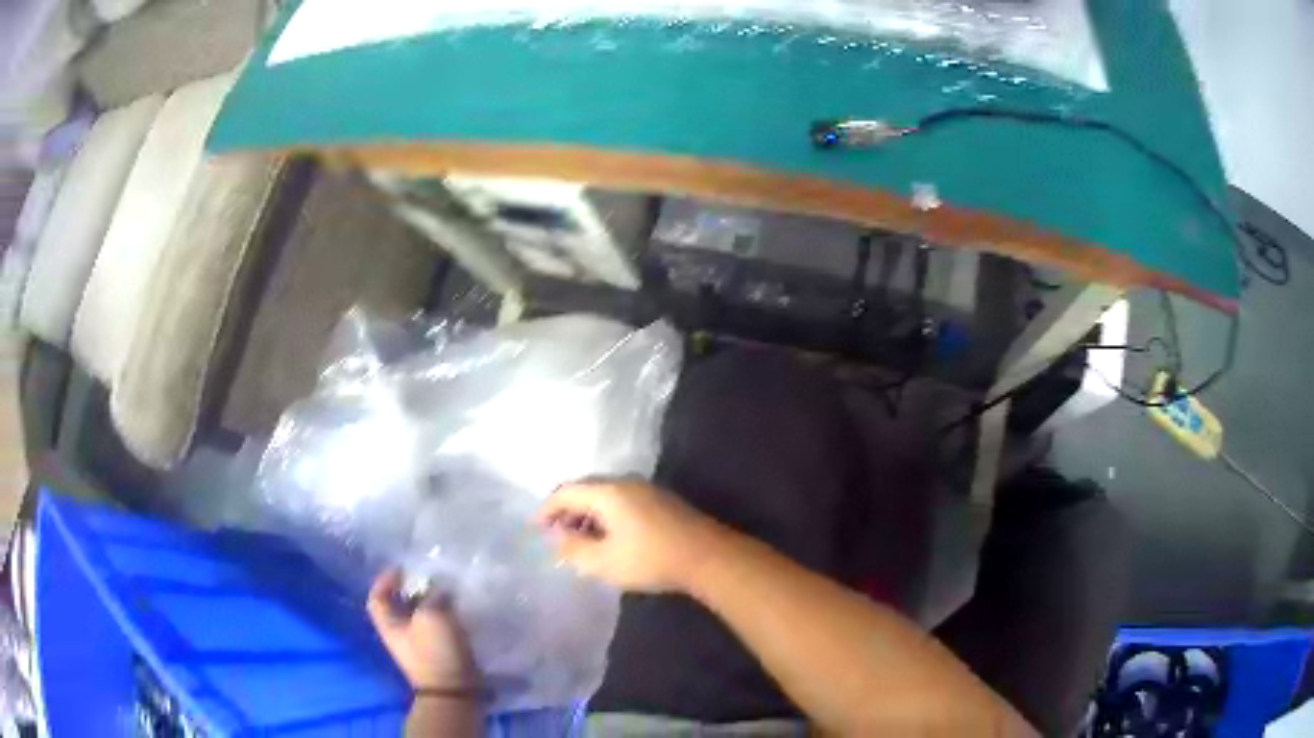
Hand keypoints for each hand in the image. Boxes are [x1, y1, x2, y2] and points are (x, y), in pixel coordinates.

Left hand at [367, 569, 477, 691]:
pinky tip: (458, 609)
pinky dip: (446, 614)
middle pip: (400, 604)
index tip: (402, 569)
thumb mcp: (431, 616)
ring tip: (447, 590)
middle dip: (413, 589)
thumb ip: (433, 596)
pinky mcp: (439, 650)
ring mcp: (420, 643)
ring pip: (421, 614)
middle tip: (429, 577)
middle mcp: (400, 633)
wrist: (455, 689)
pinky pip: (438, 625)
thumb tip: (438, 588)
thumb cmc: (434, 651)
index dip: (385, 581)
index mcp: (389, 624)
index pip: (377, 598)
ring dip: (432, 601)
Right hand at [537, 480, 727, 592]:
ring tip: (579, 540)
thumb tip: (558, 538)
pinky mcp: (662, 502)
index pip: (566, 491)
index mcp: (608, 492)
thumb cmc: (650, 559)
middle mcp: (626, 483)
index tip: (535, 527)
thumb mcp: (603, 562)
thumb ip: (574, 549)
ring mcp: (647, 490)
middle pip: (586, 489)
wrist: (707, 557)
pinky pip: (622, 502)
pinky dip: (606, 516)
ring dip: (587, 515)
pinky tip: (608, 538)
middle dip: (566, 511)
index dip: (547, 508)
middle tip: (555, 534)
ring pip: (605, 496)